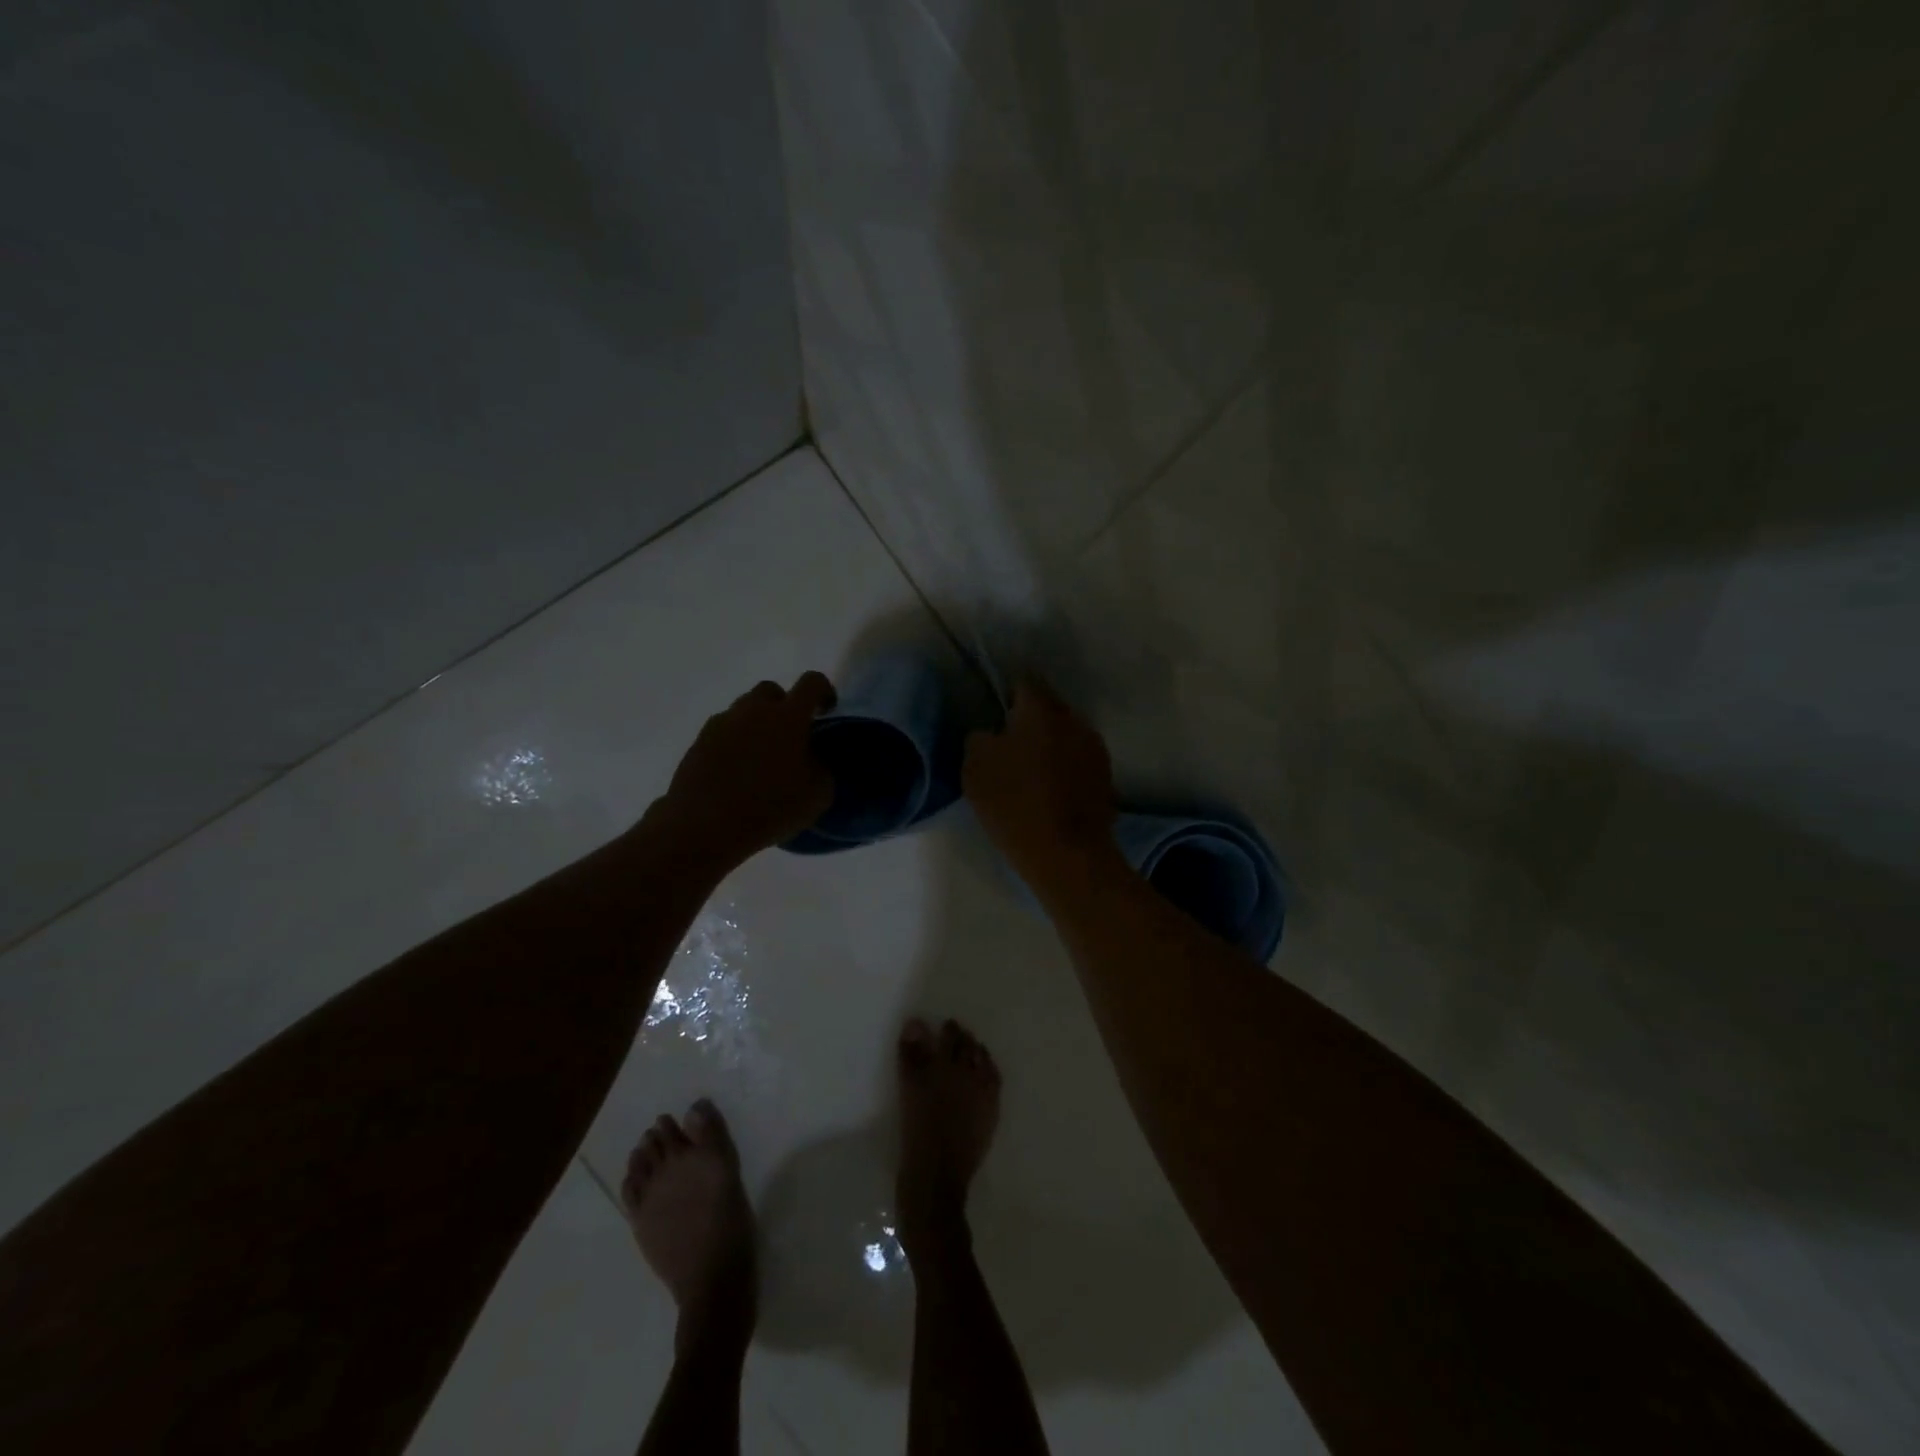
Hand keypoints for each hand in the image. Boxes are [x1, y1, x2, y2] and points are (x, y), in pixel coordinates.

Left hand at [654, 673, 836, 866]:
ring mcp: (721, 724)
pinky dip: (734, 744)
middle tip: (789, 737)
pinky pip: (723, 733)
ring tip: (760, 760)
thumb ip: (822, 768)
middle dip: (783, 706)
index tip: (826, 711)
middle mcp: (753, 711)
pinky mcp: (698, 743)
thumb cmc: (770, 807)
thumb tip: (815, 759)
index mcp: (788, 717)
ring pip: (743, 712)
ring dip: (756, 726)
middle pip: (771, 691)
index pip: (811, 682)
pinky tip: (736, 773)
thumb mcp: (818, 795)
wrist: (705, 826)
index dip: (823, 691)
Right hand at [963, 679, 1116, 890]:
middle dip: (1030, 720)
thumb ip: (979, 738)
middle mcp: (1073, 719)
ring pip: (1065, 734)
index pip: (1023, 682)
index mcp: (1041, 710)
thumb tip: (991, 733)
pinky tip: (1052, 789)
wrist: (1067, 854)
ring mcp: (1095, 748)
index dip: (1006, 695)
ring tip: (1032, 770)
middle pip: (1048, 708)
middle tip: (1009, 743)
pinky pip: (1078, 759)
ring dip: (1050, 744)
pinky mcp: (1106, 776)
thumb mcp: (975, 768)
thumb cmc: (1015, 804)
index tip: (995, 714)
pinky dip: (1065, 767)